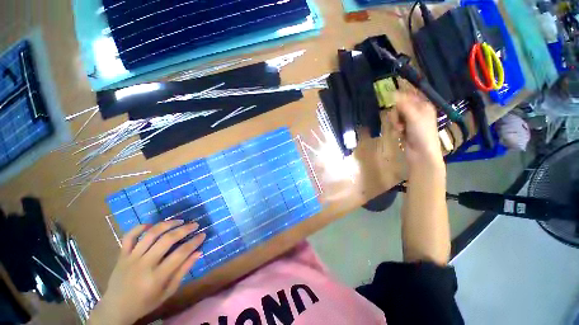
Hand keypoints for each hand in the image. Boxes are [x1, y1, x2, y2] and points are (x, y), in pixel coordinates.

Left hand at [89, 220, 205, 324]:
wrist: (115, 308)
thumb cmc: (145, 303)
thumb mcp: (167, 292)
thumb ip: (183, 271)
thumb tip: (198, 253)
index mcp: (156, 277)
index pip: (180, 254)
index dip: (194, 242)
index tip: (203, 234)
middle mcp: (144, 264)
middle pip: (167, 240)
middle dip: (184, 229)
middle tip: (195, 224)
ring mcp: (131, 258)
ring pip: (151, 234)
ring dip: (167, 224)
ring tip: (179, 221)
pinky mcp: (121, 255)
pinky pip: (129, 236)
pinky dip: (140, 227)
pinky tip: (151, 224)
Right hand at [390, 92, 443, 169]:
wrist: (421, 153)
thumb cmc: (421, 133)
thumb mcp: (413, 116)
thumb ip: (403, 105)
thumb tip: (392, 93)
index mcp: (423, 105)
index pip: (409, 95)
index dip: (399, 97)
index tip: (391, 100)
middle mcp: (417, 111)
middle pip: (399, 106)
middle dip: (396, 114)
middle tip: (399, 121)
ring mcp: (410, 121)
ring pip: (395, 115)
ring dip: (395, 122)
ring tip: (400, 130)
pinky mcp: (404, 129)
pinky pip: (395, 124)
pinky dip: (395, 129)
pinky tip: (399, 134)